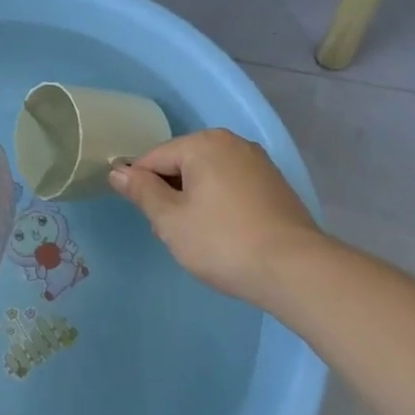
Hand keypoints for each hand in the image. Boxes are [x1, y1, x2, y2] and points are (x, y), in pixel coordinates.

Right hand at [108, 128, 324, 302]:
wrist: (296, 271)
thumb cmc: (223, 242)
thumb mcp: (171, 220)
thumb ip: (142, 192)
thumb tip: (117, 170)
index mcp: (203, 143)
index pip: (155, 158)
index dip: (141, 186)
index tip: (146, 218)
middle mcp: (232, 143)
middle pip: (183, 164)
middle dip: (171, 194)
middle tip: (173, 233)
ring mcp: (258, 162)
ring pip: (208, 176)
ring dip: (195, 201)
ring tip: (199, 238)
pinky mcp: (275, 185)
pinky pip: (232, 186)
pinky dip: (221, 204)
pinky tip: (225, 234)